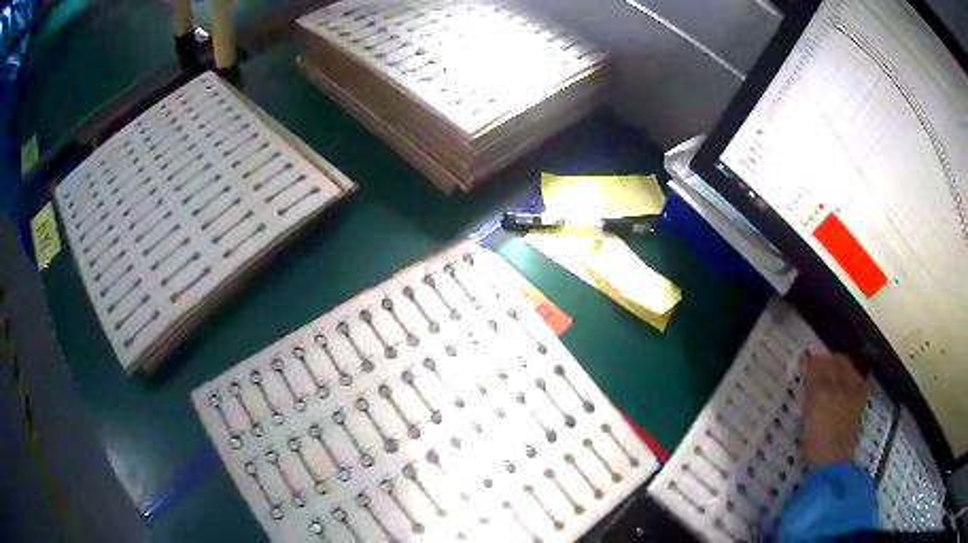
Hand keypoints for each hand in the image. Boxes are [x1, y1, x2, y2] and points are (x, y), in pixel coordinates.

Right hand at [799, 353, 867, 469]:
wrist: (834, 462)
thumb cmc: (814, 445)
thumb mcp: (805, 421)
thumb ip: (807, 397)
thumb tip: (807, 380)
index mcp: (821, 393)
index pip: (815, 367)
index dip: (809, 362)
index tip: (804, 359)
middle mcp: (839, 386)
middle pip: (833, 361)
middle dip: (825, 359)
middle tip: (817, 363)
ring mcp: (852, 391)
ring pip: (847, 365)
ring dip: (838, 362)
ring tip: (832, 367)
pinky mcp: (860, 398)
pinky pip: (858, 377)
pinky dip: (852, 373)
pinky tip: (848, 377)